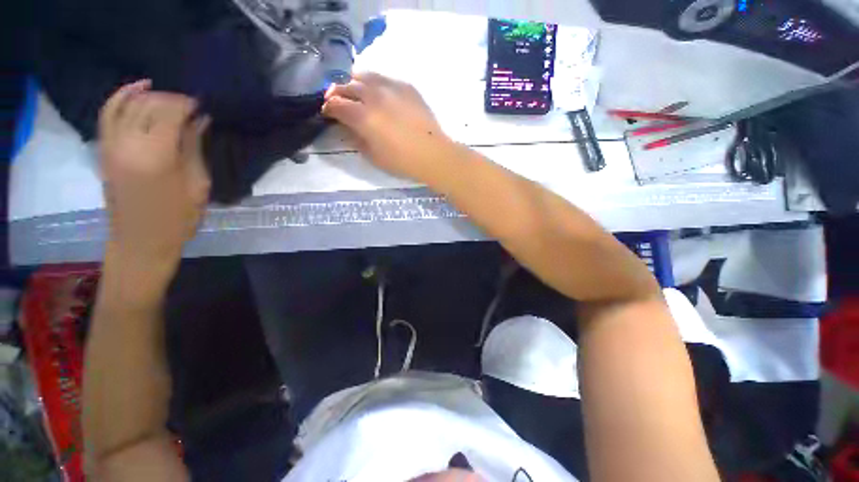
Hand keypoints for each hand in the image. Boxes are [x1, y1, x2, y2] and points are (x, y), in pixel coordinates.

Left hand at [98, 80, 210, 266]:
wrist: (140, 240)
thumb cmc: (178, 218)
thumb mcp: (197, 184)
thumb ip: (194, 148)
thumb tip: (200, 120)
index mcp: (156, 155)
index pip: (170, 113)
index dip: (187, 104)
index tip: (203, 106)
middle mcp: (128, 143)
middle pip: (148, 105)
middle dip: (171, 99)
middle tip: (191, 106)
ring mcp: (111, 144)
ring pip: (127, 104)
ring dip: (149, 96)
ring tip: (168, 97)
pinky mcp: (104, 148)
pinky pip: (108, 113)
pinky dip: (121, 97)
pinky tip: (137, 89)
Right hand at [322, 73, 454, 181]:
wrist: (433, 154)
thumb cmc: (402, 161)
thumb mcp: (373, 156)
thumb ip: (356, 138)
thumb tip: (347, 126)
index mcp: (363, 116)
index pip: (336, 105)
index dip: (327, 108)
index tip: (327, 113)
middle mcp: (374, 96)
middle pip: (347, 86)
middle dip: (337, 93)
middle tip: (336, 100)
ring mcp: (391, 87)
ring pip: (364, 76)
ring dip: (354, 83)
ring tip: (354, 91)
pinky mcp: (406, 86)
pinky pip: (384, 78)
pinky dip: (375, 83)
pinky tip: (377, 92)